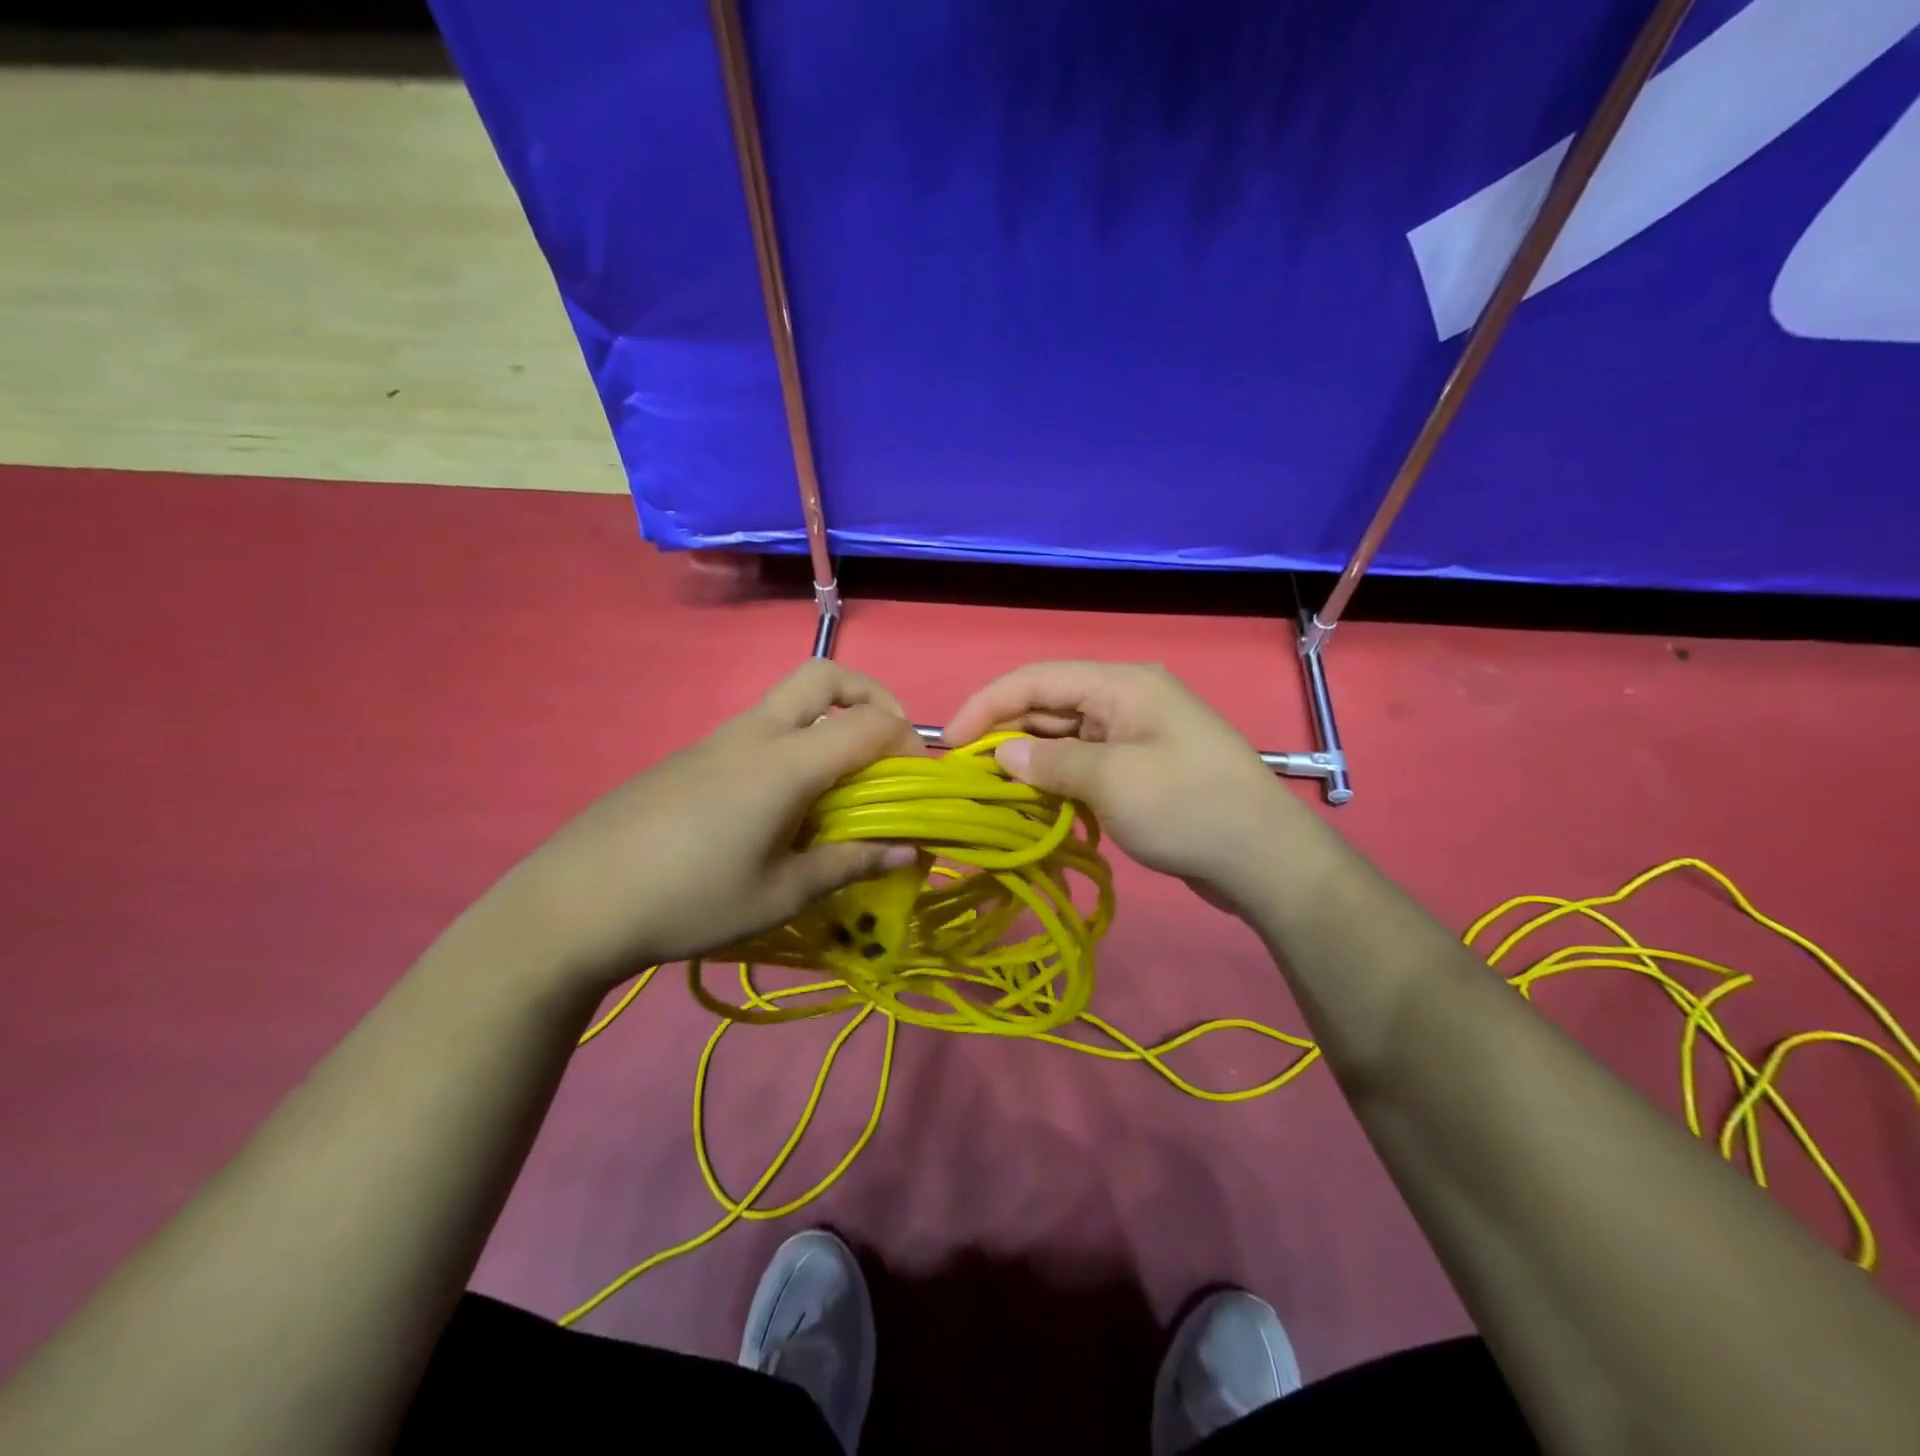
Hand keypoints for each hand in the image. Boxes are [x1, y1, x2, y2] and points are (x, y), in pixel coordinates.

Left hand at [501, 661, 923, 988]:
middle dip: (871, 696)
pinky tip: (777, 808)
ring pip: (789, 701)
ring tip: (837, 788)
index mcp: (784, 762)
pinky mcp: (691, 755)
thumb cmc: (690, 899)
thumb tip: (910, 851)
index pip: (868, 725)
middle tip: (886, 747)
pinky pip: (759, 730)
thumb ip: (850, 863)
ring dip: (829, 722)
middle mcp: (754, 733)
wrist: (575, 901)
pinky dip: (793, 745)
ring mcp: (717, 739)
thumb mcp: (781, 894)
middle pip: (826, 676)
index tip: (917, 785)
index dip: (907, 745)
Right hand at [943, 662, 1309, 910]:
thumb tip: (1003, 753)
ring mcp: (1136, 735)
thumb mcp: (1111, 781)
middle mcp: (1126, 700)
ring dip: (1030, 761)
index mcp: (1122, 685)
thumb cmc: (1188, 808)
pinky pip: (1086, 763)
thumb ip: (1050, 761)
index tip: (949, 742)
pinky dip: (1058, 780)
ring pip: (1065, 737)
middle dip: (1006, 734)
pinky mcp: (1142, 768)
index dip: (987, 704)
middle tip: (968, 775)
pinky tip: (1036, 804)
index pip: (1037, 679)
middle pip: (1049, 705)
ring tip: (994, 793)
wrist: (1266, 859)